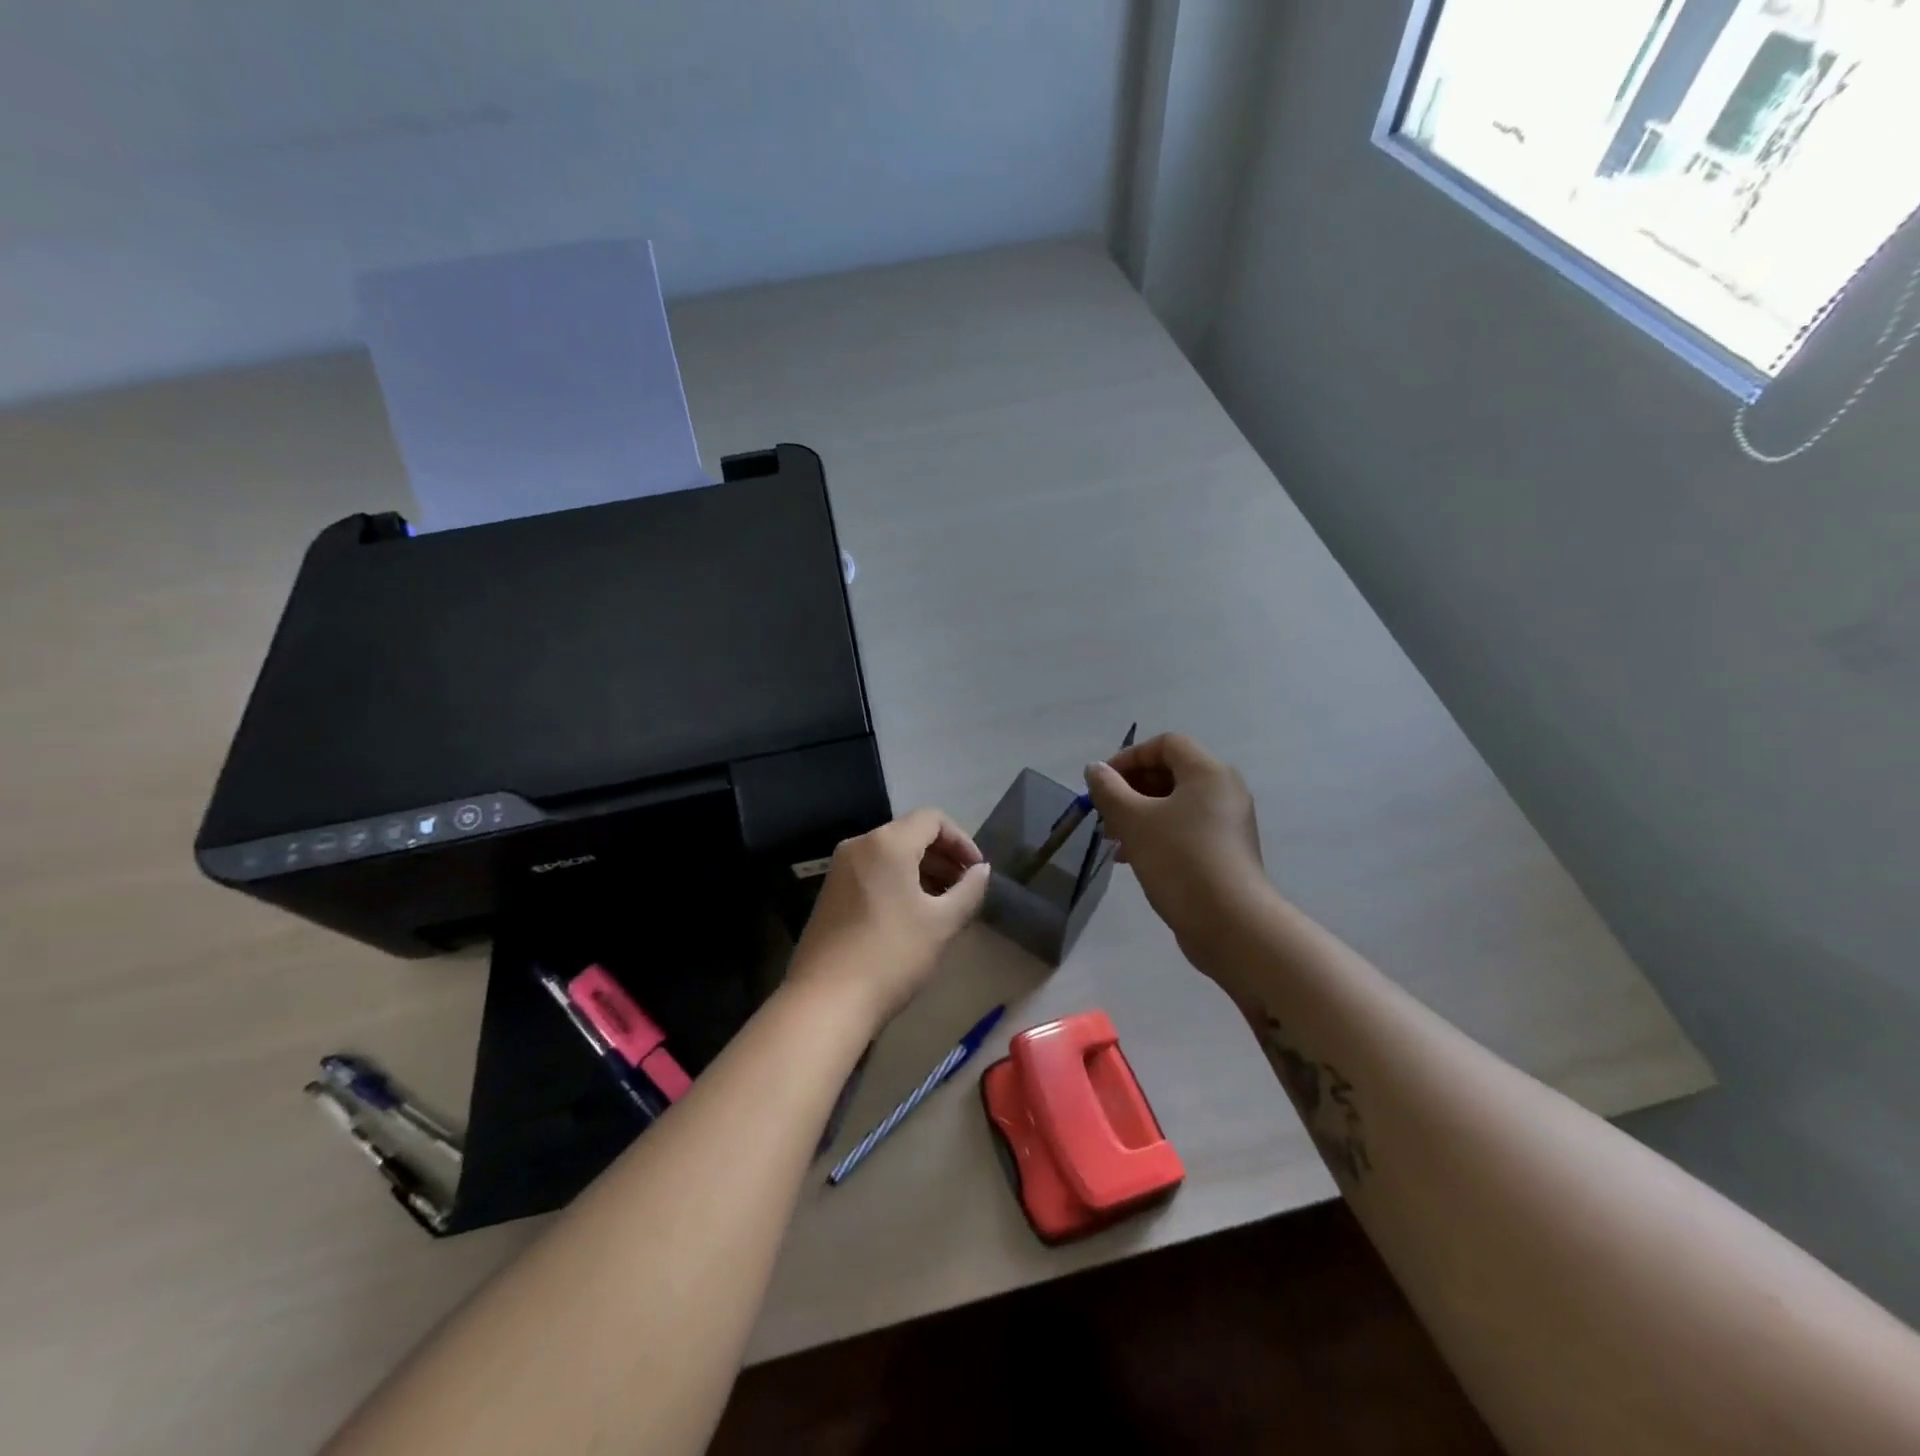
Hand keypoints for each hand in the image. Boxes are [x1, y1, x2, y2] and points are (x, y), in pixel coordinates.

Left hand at [786, 809, 991, 1027]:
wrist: (826, 1001)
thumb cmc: (892, 955)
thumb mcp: (942, 923)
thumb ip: (968, 890)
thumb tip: (981, 870)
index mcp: (887, 843)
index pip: (933, 819)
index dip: (961, 840)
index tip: (977, 872)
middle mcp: (859, 845)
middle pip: (910, 833)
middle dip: (943, 856)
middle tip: (965, 889)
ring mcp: (840, 868)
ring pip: (890, 854)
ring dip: (922, 870)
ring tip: (943, 904)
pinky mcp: (830, 892)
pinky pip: (872, 871)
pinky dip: (898, 881)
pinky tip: (912, 914)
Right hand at [1085, 733, 1267, 958]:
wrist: (1231, 924)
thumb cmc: (1179, 860)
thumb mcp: (1134, 821)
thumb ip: (1109, 790)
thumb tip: (1095, 769)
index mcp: (1207, 772)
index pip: (1165, 744)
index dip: (1129, 757)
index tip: (1102, 783)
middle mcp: (1224, 790)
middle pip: (1171, 773)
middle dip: (1131, 789)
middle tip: (1105, 815)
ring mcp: (1229, 823)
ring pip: (1176, 804)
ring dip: (1140, 815)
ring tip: (1114, 841)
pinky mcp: (1226, 851)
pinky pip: (1186, 829)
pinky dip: (1158, 834)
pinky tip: (1134, 859)